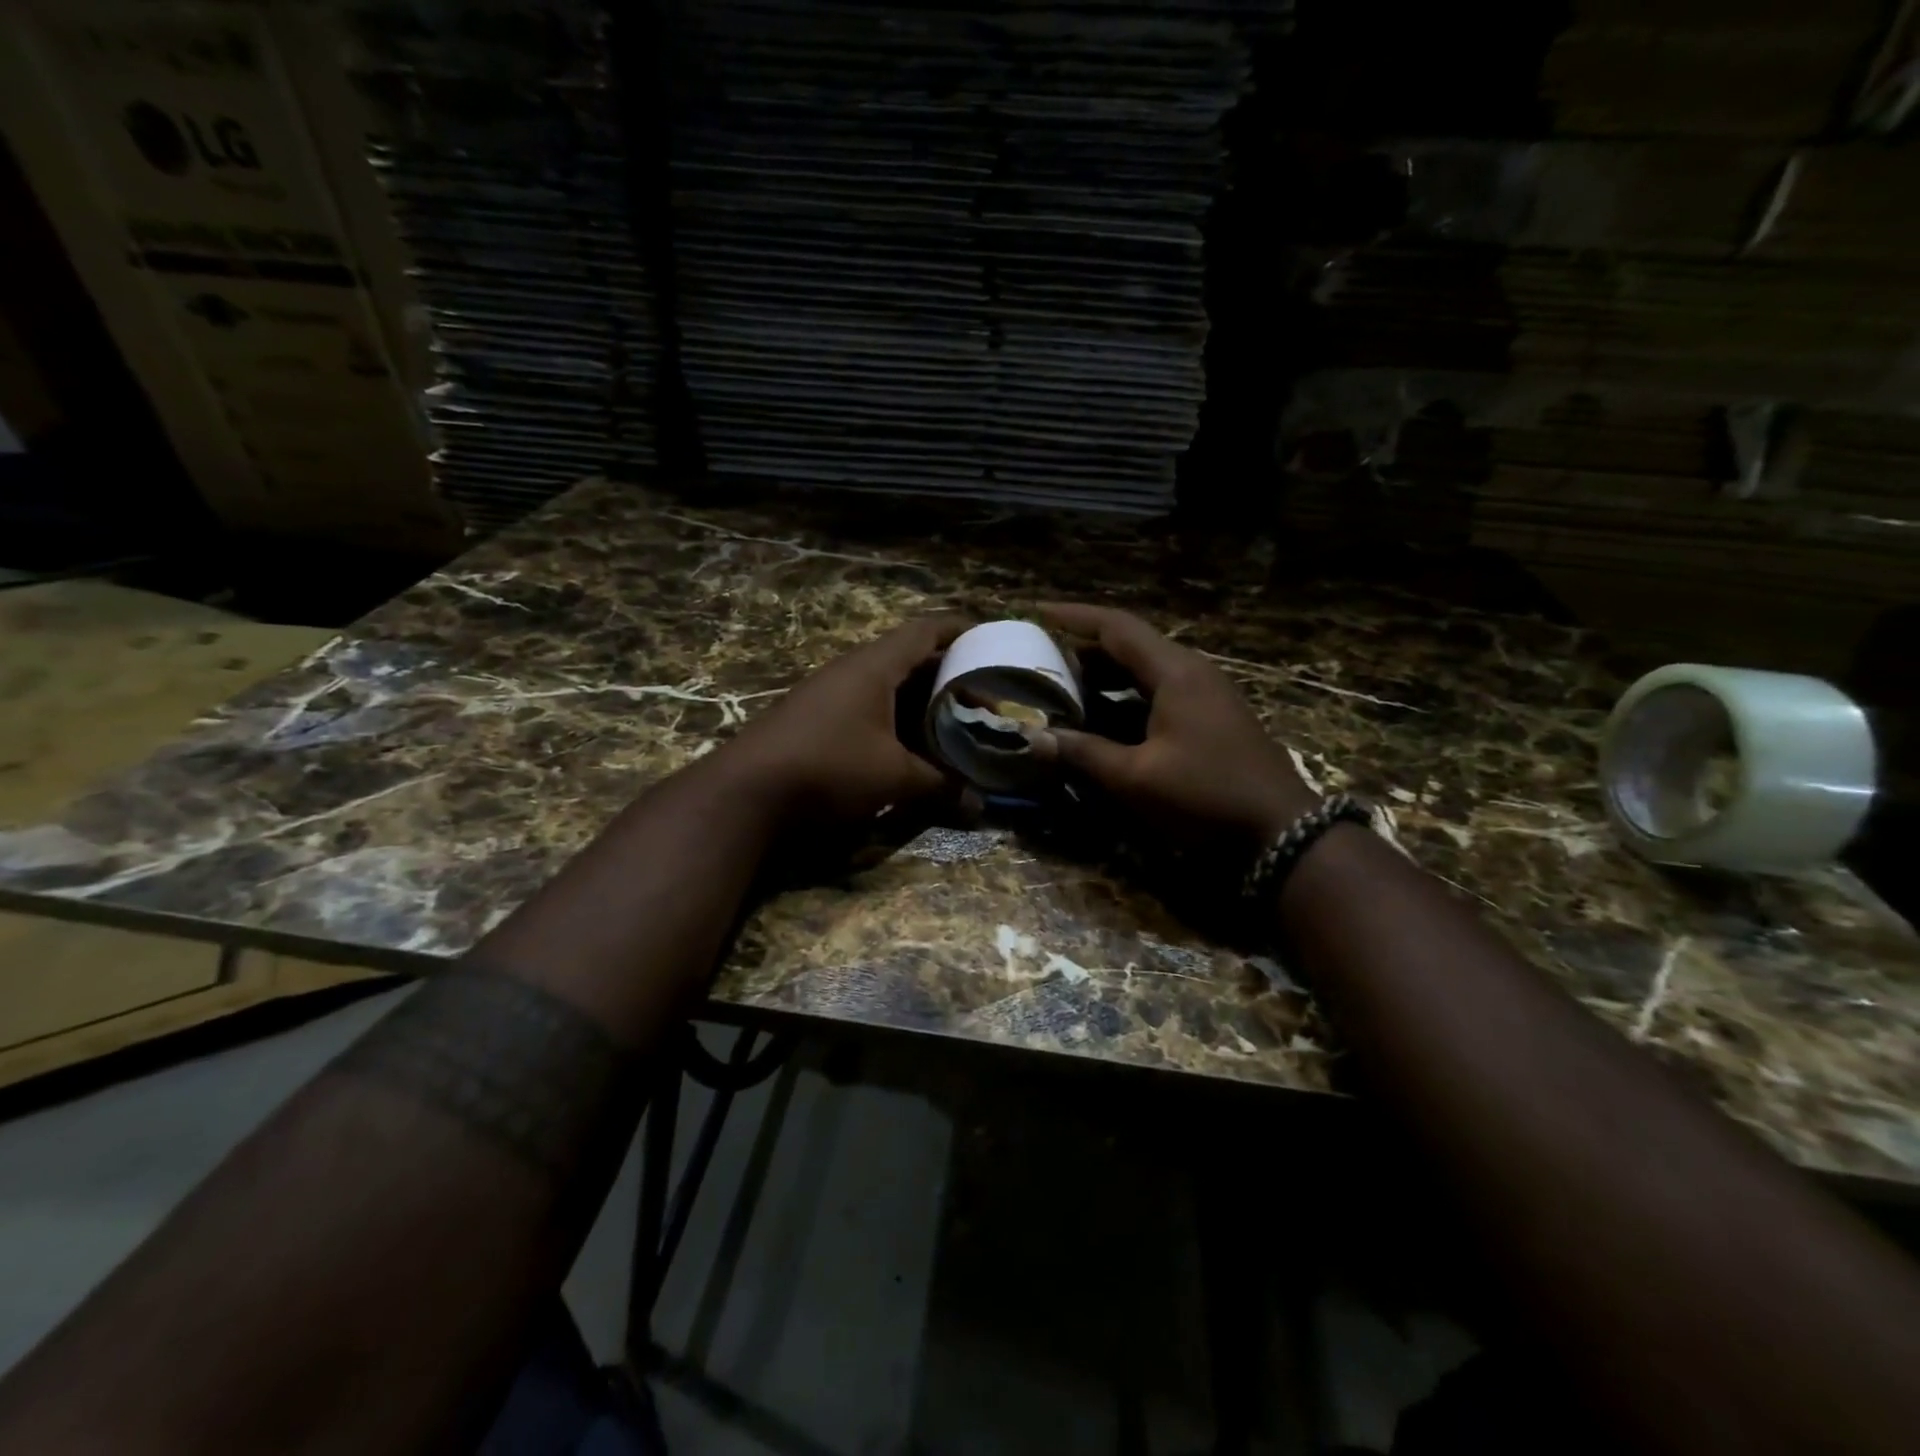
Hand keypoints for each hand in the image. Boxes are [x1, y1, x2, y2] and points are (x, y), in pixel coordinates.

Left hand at [721, 615, 969, 825]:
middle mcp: (852, 671)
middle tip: (979, 698)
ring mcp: (829, 694)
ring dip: (919, 702)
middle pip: (909, 659)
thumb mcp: (894, 777)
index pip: (925, 631)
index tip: (989, 642)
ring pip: (887, 686)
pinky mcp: (815, 720)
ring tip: (951, 723)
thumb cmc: (830, 767)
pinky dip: (894, 720)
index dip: (960, 632)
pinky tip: (908, 745)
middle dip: (946, 676)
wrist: (747, 793)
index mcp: (874, 667)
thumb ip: (940, 786)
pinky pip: (867, 707)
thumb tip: (980, 804)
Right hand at [1033, 603, 1317, 847]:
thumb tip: (1034, 738)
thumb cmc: (1206, 795)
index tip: (1038, 611)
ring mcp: (1205, 694)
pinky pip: (1159, 692)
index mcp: (1175, 672)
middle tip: (1043, 659)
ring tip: (1065, 688)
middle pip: (1131, 646)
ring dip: (1105, 675)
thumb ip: (1084, 753)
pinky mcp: (1210, 717)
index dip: (1074, 617)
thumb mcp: (1136, 777)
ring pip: (1145, 670)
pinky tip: (1103, 720)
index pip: (1116, 627)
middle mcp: (1191, 672)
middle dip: (1084, 650)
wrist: (1280, 830)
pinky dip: (1126, 697)